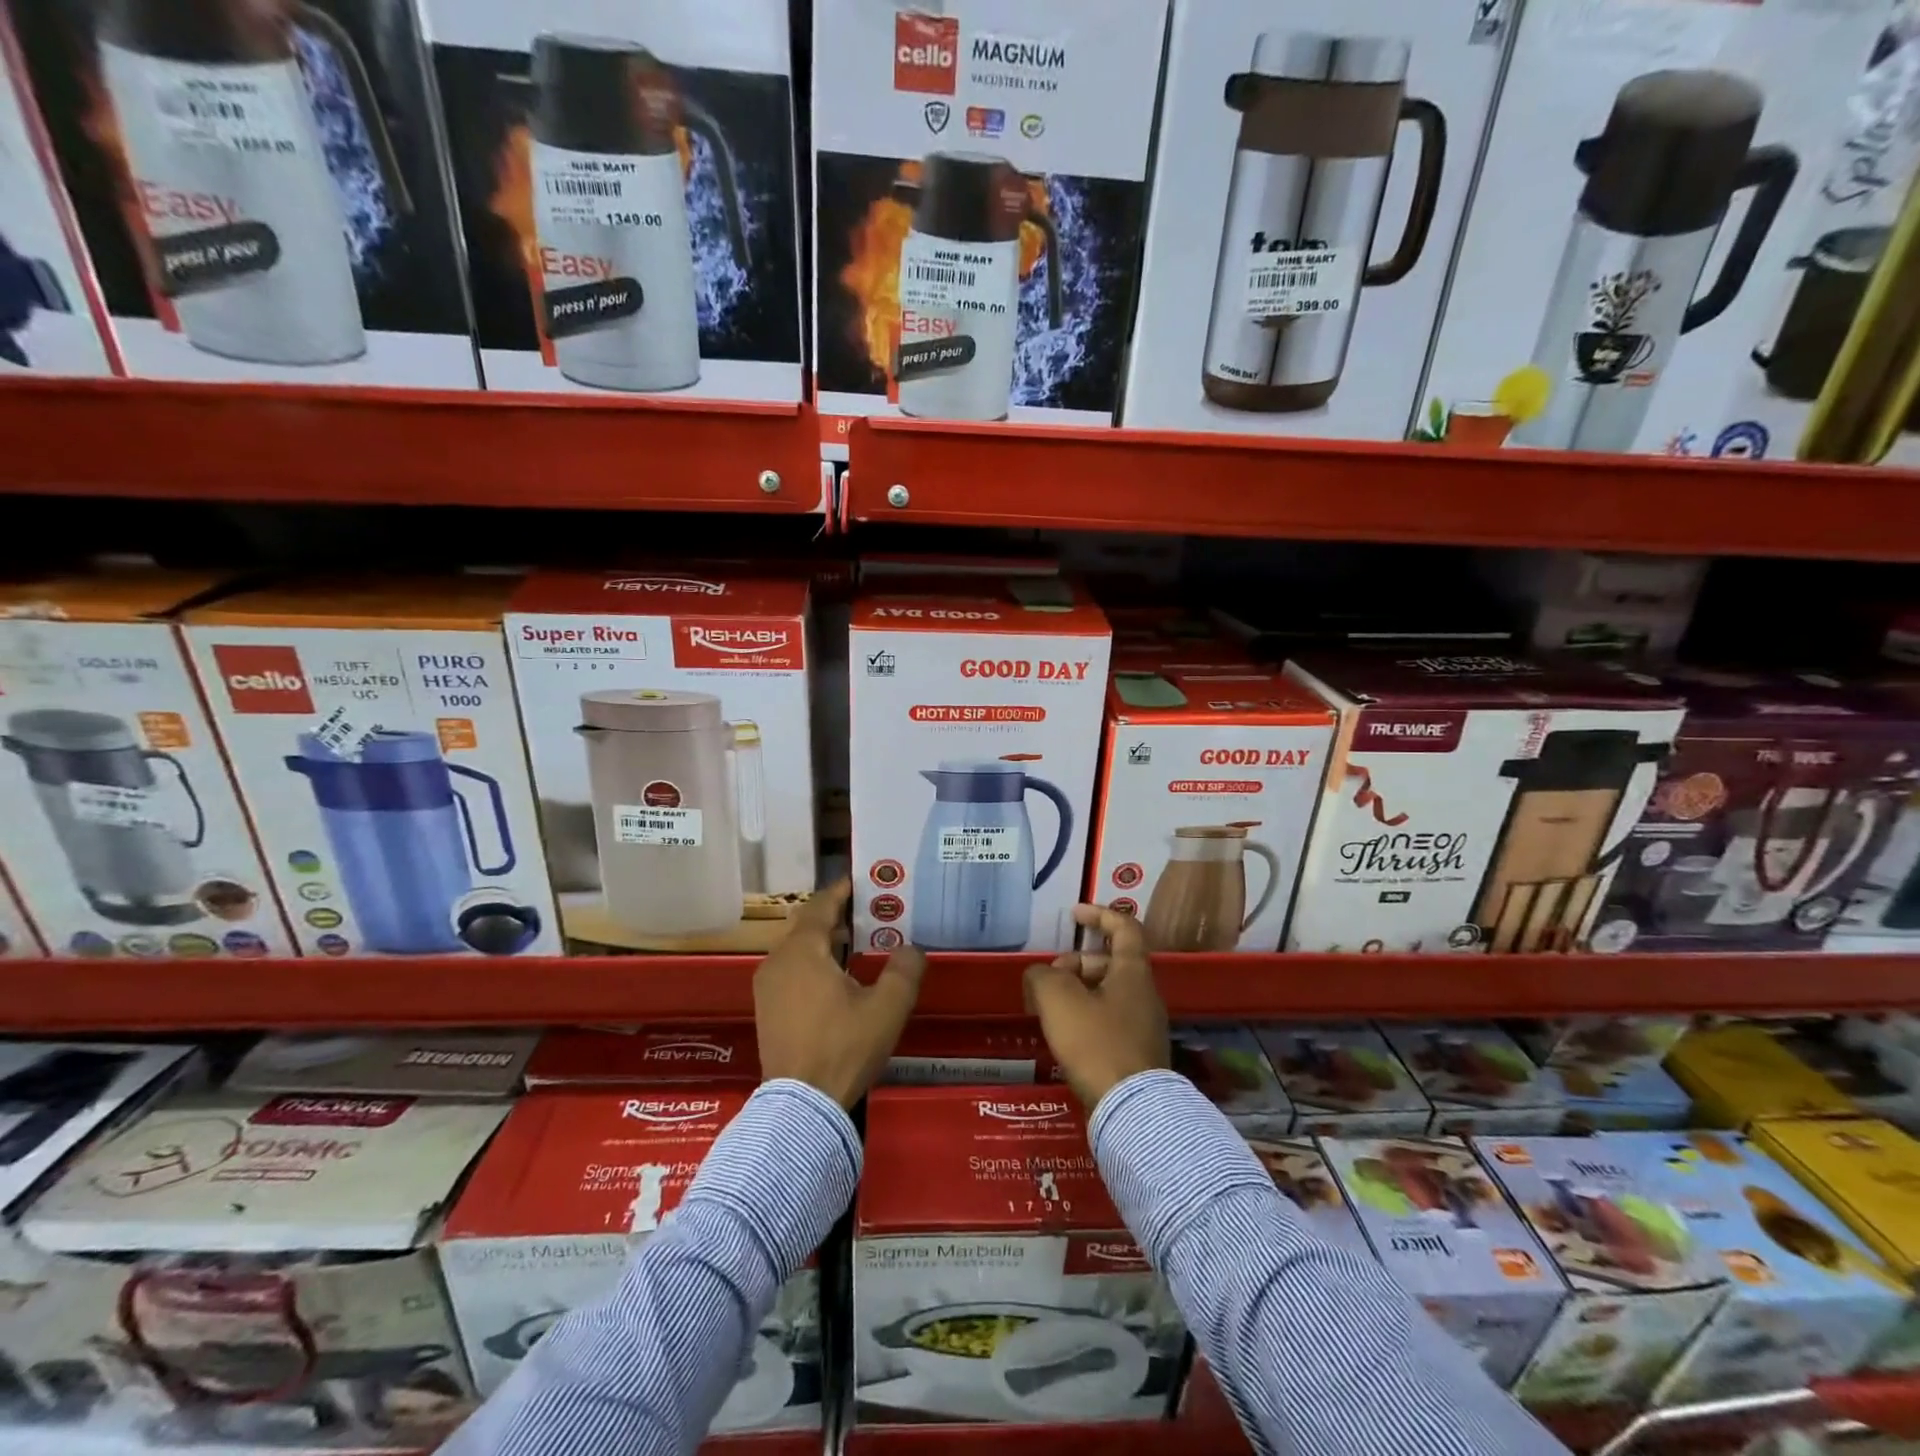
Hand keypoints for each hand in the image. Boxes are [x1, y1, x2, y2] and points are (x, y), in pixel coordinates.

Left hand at [754, 880, 926, 1108]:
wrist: (801, 1105)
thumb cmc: (844, 1047)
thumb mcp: (887, 1007)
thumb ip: (904, 970)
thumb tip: (911, 948)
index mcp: (802, 950)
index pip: (821, 904)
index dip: (842, 890)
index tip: (863, 882)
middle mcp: (778, 960)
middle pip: (806, 923)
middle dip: (835, 914)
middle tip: (867, 911)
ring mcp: (767, 986)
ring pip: (796, 947)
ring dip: (823, 940)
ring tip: (856, 942)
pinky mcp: (767, 1009)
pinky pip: (790, 969)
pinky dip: (812, 962)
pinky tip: (836, 977)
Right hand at [1023, 904, 1168, 1110]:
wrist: (1132, 1111)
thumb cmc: (1096, 1043)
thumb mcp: (1059, 1000)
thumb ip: (1043, 976)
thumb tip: (1040, 975)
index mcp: (1133, 972)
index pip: (1124, 928)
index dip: (1099, 915)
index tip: (1074, 915)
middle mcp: (1144, 994)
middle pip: (1110, 963)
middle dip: (1076, 964)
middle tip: (1048, 980)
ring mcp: (1144, 1026)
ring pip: (1108, 994)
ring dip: (1078, 992)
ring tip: (1048, 1009)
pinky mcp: (1137, 1054)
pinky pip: (1109, 1021)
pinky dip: (1086, 1017)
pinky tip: (1065, 1036)